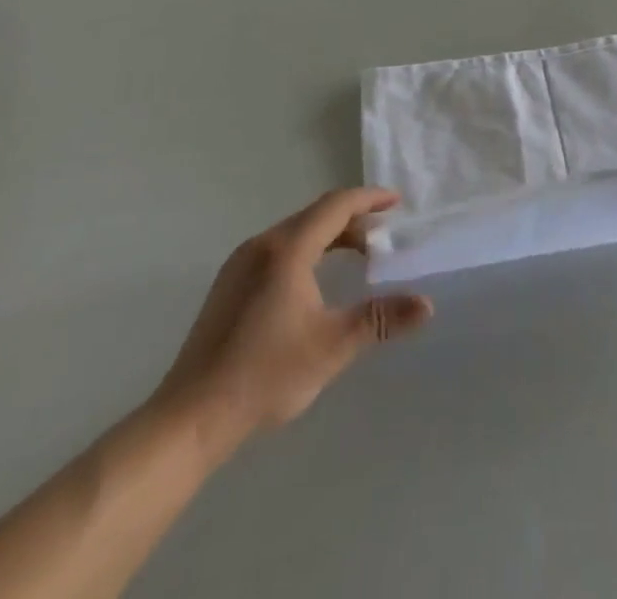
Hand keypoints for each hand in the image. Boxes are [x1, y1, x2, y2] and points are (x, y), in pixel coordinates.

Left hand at [154, 188, 432, 439]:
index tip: (395, 202)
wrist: (191, 418)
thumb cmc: (266, 374)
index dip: (369, 199)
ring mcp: (240, 264)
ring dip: (329, 236)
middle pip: (315, 215)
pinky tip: (313, 282)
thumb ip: (380, 319)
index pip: (336, 206)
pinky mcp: (228, 286)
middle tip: (382, 236)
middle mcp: (262, 244)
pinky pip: (276, 250)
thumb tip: (426, 305)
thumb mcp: (332, 345)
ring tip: (355, 257)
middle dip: (352, 220)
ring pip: (294, 233)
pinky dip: (306, 251)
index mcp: (288, 249)